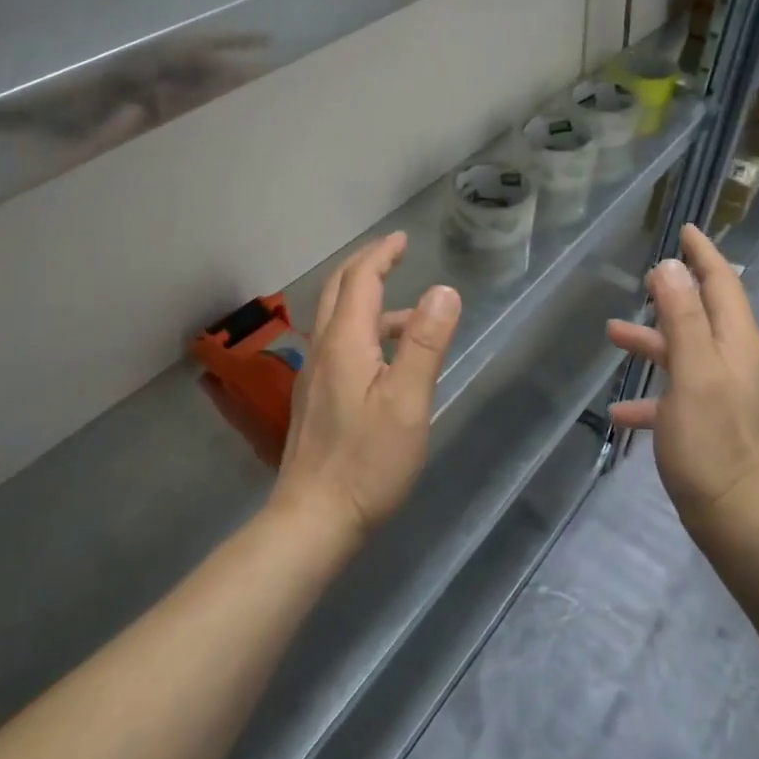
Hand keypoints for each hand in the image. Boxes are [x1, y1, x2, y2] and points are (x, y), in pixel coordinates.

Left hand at [270, 232, 461, 547]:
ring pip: (338, 320)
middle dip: (366, 266)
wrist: (314, 519)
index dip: (381, 255)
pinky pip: (339, 345)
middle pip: (339, 292)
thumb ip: (424, 343)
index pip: (360, 280)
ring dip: (368, 302)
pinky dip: (363, 331)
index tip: (402, 239)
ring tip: (410, 315)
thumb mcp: (408, 401)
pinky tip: (386, 361)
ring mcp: (315, 376)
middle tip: (394, 254)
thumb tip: (443, 290)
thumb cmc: (368, 461)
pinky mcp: (316, 399)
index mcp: (345, 342)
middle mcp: (323, 350)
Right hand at [606, 224, 758, 535]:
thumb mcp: (692, 372)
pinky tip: (618, 410)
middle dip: (674, 293)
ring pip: (684, 352)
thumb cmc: (711, 441)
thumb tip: (669, 265)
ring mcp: (724, 393)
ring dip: (652, 340)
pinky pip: (676, 394)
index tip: (686, 229)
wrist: (736, 519)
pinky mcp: (711, 422)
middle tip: (643, 277)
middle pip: (703, 313)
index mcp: (737, 342)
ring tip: (612, 333)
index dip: (703, 254)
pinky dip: (650, 395)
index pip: (722, 283)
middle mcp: (736, 361)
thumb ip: (682, 316)